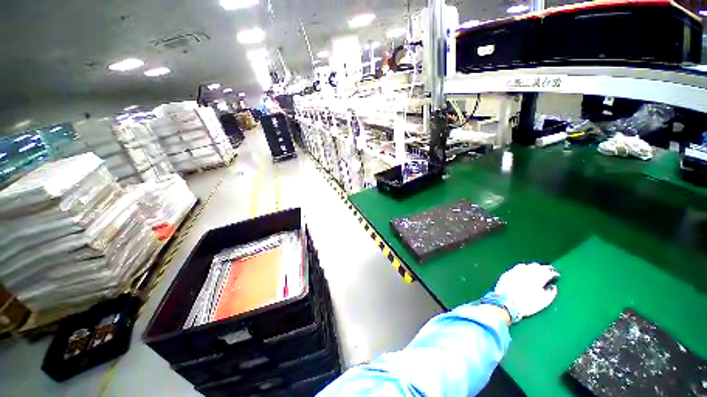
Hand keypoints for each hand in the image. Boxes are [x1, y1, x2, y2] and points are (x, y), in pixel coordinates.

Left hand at [494, 263, 559, 322]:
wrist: (506, 303)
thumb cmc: (527, 305)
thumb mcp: (543, 302)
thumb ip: (551, 293)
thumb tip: (553, 286)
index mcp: (538, 279)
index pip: (548, 272)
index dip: (553, 273)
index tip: (556, 275)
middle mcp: (527, 272)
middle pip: (538, 267)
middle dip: (545, 268)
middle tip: (549, 270)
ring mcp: (516, 271)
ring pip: (528, 265)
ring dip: (534, 266)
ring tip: (538, 268)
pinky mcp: (508, 273)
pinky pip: (518, 267)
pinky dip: (524, 267)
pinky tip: (525, 269)